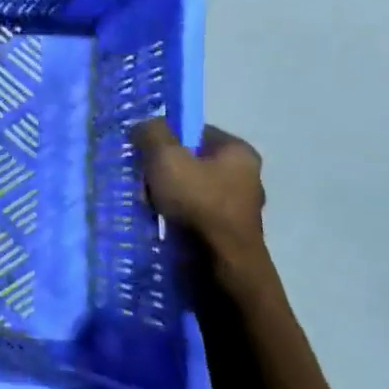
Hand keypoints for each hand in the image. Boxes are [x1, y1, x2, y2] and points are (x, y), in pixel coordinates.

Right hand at [133, 118, 265, 258]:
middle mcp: (245, 176)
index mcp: (239, 152)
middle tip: (143, 181)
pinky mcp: (227, 231)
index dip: (166, 138)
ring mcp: (237, 207)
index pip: (195, 131)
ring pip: (188, 189)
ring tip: (147, 204)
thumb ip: (152, 133)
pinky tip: (160, 221)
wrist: (220, 263)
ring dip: (165, 194)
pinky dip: (174, 215)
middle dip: (162, 170)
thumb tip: (145, 125)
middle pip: (190, 161)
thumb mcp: (166, 157)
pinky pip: (192, 213)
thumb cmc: (197, 202)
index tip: (144, 152)